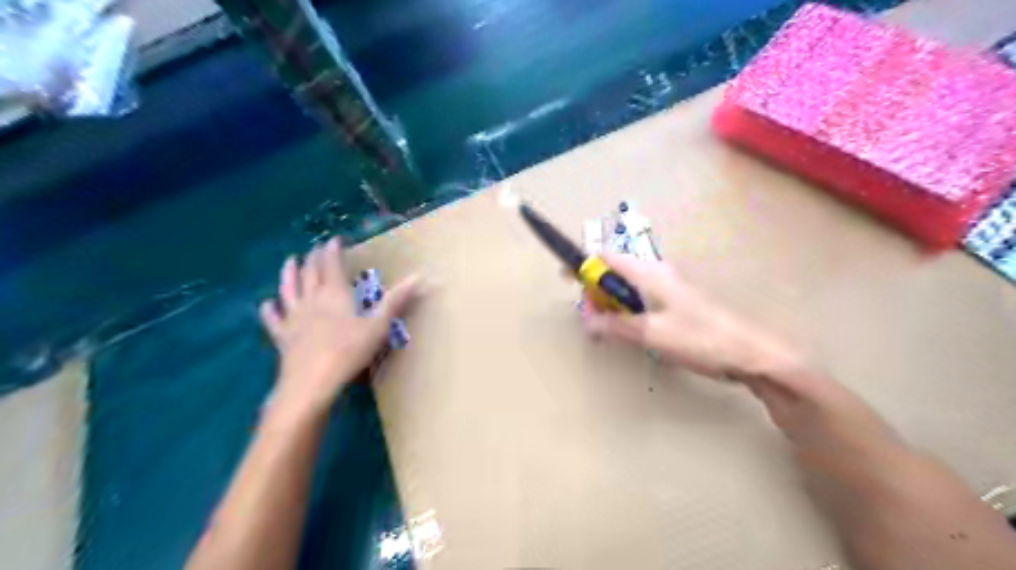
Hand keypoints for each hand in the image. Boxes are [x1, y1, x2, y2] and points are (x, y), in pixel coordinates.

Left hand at [260, 236, 420, 418]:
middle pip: (310, 273)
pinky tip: (266, 304)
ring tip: (289, 261)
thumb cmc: (349, 352)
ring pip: (288, 289)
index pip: (332, 265)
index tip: (334, 239)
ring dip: (288, 273)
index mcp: (334, 294)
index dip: (332, 250)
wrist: (311, 382)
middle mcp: (311, 299)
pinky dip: (269, 310)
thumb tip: (419, 276)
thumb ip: (396, 300)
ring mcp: (293, 317)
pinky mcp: (282, 336)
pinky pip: (273, 319)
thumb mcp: (378, 326)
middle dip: (314, 258)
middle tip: (316, 249)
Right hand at [580, 255, 778, 380]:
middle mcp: (658, 274)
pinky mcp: (676, 303)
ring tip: (605, 329)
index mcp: (651, 273)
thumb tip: (587, 322)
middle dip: (596, 290)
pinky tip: (630, 332)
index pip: (608, 257)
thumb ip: (617, 327)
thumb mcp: (652, 334)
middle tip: (590, 318)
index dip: (585, 264)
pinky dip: (627, 311)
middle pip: (616, 272)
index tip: (566, 277)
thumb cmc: (701, 339)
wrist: (749, 353)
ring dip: (611, 303)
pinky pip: (642, 299)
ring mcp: (669, 288)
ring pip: (628, 287)